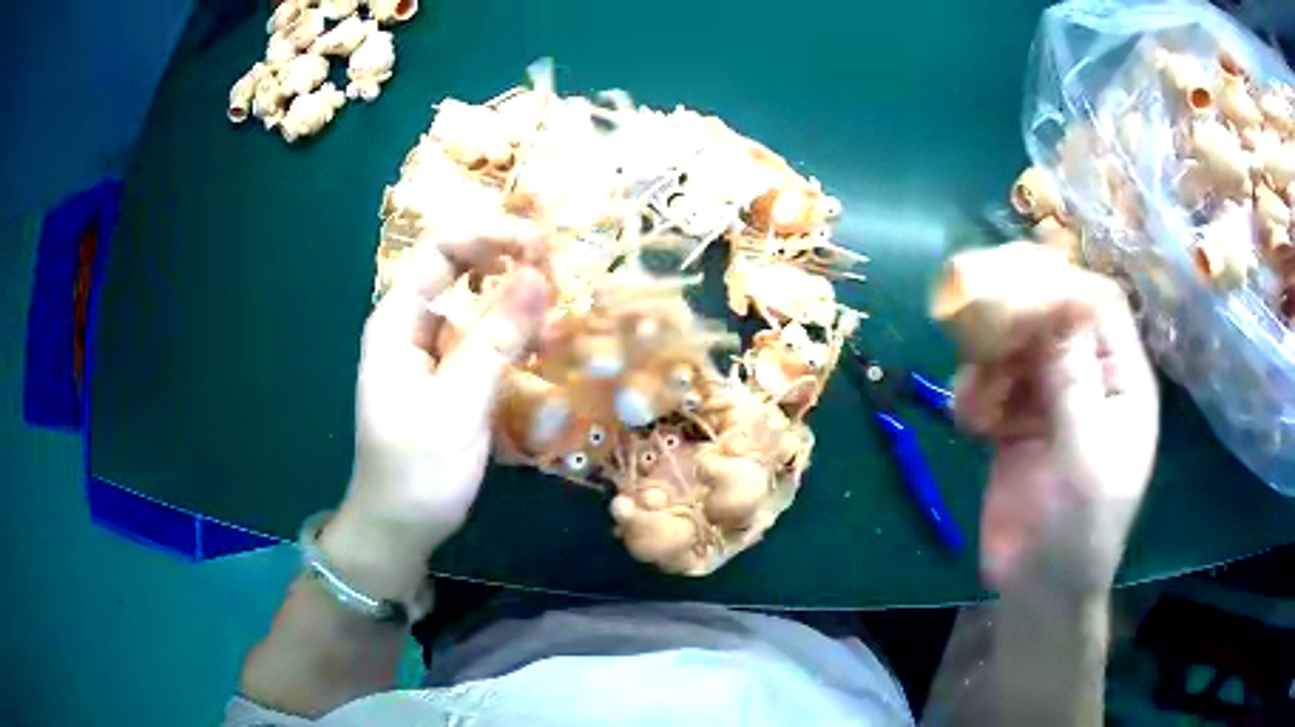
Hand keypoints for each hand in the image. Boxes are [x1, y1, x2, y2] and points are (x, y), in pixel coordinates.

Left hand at [321, 215, 549, 601]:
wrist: (400, 527)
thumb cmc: (419, 470)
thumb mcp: (459, 405)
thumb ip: (497, 339)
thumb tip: (538, 274)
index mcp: (398, 321)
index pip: (441, 250)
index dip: (490, 235)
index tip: (541, 247)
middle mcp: (412, 325)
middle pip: (460, 269)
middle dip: (509, 263)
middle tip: (558, 280)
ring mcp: (430, 351)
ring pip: (476, 303)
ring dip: (516, 301)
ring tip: (557, 317)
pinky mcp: (448, 376)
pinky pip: (483, 338)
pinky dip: (514, 335)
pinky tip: (542, 348)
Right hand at [954, 267, 1157, 592]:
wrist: (1038, 590)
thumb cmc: (1078, 529)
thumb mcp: (1086, 455)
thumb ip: (1075, 380)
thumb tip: (1054, 306)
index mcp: (1123, 380)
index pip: (1100, 304)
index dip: (1061, 283)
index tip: (1012, 281)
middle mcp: (1091, 378)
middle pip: (1054, 317)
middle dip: (1015, 317)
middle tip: (972, 317)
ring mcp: (1053, 399)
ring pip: (1017, 348)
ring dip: (989, 363)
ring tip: (974, 400)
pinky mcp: (1018, 422)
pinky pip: (993, 385)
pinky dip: (975, 396)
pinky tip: (967, 424)